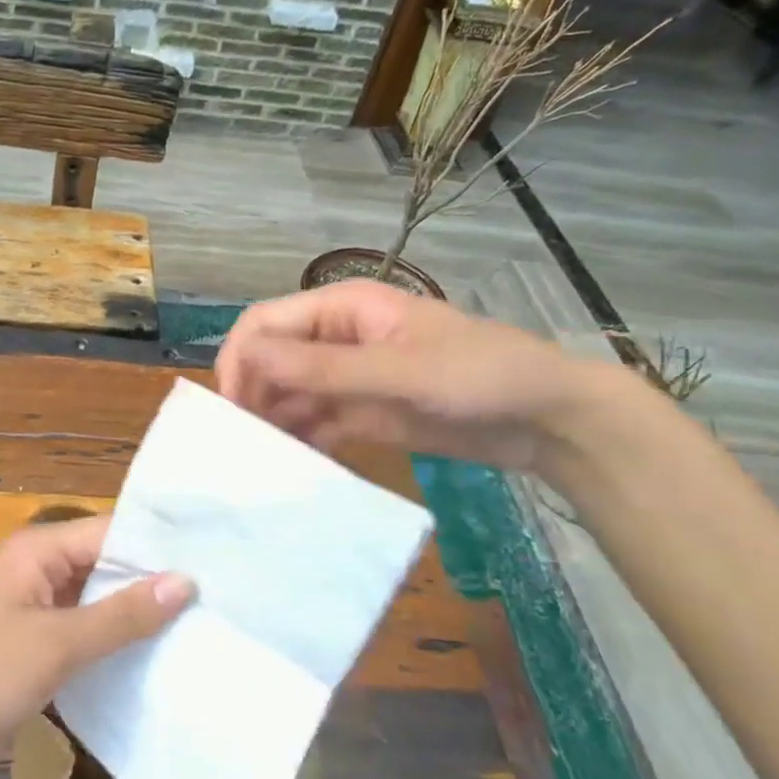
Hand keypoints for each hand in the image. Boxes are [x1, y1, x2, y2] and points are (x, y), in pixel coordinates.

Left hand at [0, 516, 192, 778]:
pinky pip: (85, 630)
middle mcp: (37, 568)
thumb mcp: (58, 645)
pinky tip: (155, 654)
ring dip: (135, 613)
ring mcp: (35, 608)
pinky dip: (114, 639)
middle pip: (104, 563)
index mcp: (37, 550)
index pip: (108, 531)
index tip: (210, 558)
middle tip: (213, 594)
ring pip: (97, 599)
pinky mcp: (35, 645)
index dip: (156, 546)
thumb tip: (185, 581)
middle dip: (150, 580)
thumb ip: (122, 614)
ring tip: (198, 622)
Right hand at [216, 280, 605, 471]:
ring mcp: (350, 377)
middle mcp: (336, 338)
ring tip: (257, 464)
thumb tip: (248, 357)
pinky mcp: (363, 413)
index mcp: (342, 308)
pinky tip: (291, 470)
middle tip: (240, 446)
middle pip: (272, 359)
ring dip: (271, 422)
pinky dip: (300, 442)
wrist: (548, 421)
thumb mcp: (400, 371)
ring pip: (289, 394)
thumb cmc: (479, 376)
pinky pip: (316, 423)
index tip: (229, 408)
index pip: (267, 323)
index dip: (240, 358)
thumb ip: (323, 368)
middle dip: (251, 395)